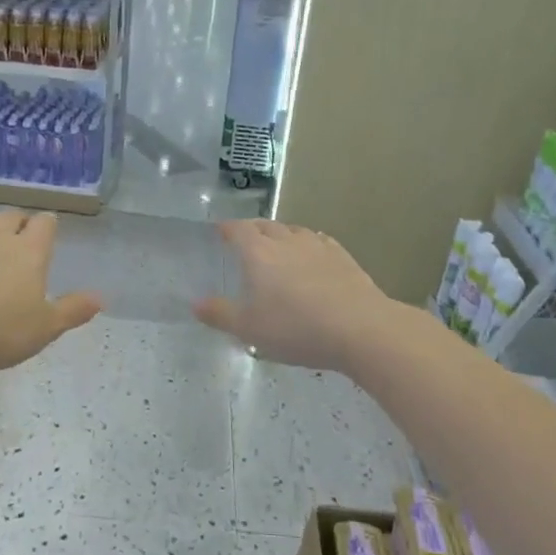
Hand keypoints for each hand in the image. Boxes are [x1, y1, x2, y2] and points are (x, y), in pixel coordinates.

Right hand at [194, 219, 397, 371]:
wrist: (360, 328)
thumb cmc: (296, 328)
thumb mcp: (249, 329)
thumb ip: (220, 314)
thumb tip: (196, 303)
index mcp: (258, 253)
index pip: (238, 230)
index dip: (227, 228)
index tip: (220, 231)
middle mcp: (286, 241)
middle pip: (266, 225)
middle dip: (252, 229)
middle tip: (245, 238)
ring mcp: (318, 246)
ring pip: (294, 231)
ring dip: (281, 234)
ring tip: (277, 246)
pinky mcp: (343, 257)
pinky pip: (319, 241)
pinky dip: (308, 244)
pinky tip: (312, 255)